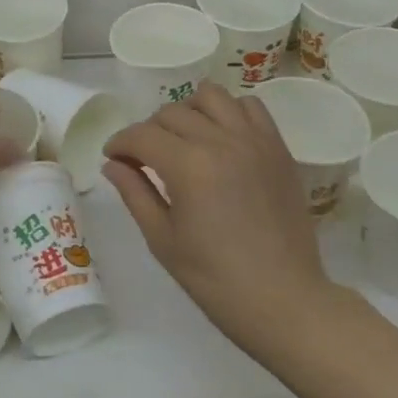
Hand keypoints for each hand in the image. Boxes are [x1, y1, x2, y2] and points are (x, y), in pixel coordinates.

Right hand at [103, 85, 337, 364]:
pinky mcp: (277, 148)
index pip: (141, 135)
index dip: (120, 143)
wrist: (284, 301)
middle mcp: (221, 141)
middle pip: (171, 112)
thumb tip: (112, 164)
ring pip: (211, 96)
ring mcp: (254, 140)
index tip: (113, 157)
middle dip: (149, 131)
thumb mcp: (162, 240)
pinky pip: (250, 107)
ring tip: (185, 139)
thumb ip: (135, 193)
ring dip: (189, 110)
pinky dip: (230, 112)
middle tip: (145, 158)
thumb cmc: (215, 279)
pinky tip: (222, 137)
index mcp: (188, 166)